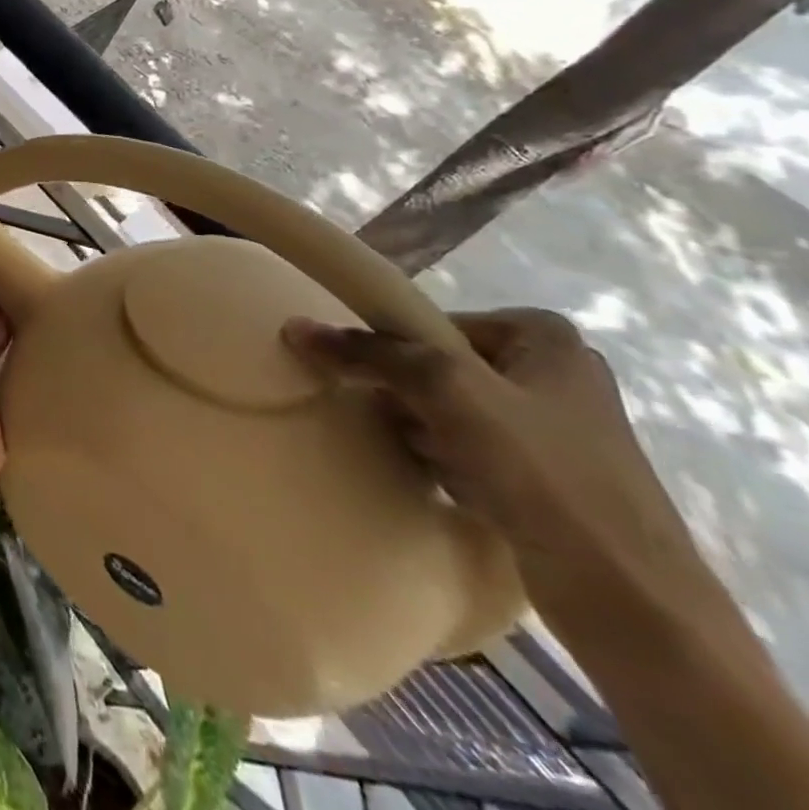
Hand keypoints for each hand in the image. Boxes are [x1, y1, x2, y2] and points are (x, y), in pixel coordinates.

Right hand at [282, 309, 707, 618]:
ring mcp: (557, 433)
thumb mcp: (448, 392)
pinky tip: (443, 483)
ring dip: (424, 433)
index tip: (377, 381)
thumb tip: (296, 327)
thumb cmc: (544, 474)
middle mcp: (557, 377)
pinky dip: (448, 464)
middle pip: (441, 368)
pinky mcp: (551, 483)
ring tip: (418, 457)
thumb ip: (371, 354)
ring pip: (453, 413)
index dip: (399, 350)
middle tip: (398, 422)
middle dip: (411, 397)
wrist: (632, 603)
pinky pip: (472, 454)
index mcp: (547, 340)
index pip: (436, 325)